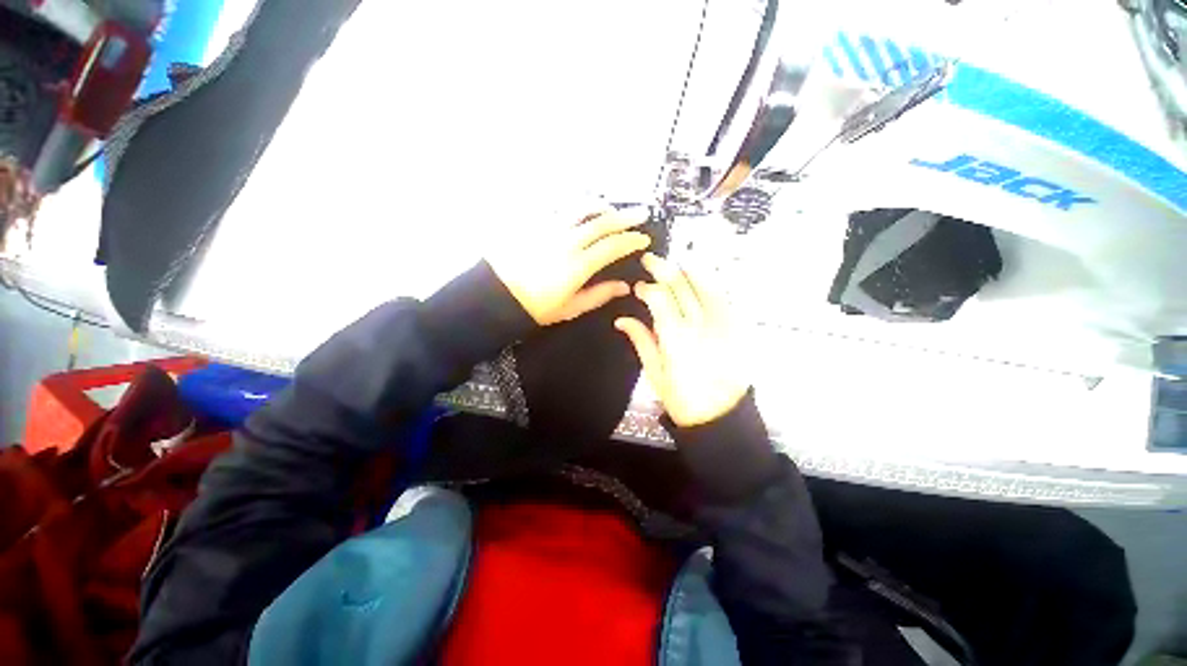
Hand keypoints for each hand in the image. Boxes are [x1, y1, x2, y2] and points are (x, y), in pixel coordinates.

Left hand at [489, 207, 650, 325]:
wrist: (497, 295)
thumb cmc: (536, 307)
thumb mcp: (571, 308)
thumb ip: (599, 295)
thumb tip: (624, 287)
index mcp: (578, 265)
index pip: (613, 246)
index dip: (631, 240)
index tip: (643, 238)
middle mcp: (567, 241)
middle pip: (602, 222)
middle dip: (625, 217)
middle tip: (640, 213)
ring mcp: (550, 228)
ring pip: (582, 208)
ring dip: (602, 206)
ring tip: (612, 208)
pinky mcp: (535, 222)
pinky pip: (560, 205)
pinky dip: (576, 203)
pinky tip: (581, 206)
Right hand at [615, 253, 748, 427]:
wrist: (722, 417)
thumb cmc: (683, 400)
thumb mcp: (655, 374)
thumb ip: (641, 341)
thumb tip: (622, 320)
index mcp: (675, 337)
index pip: (658, 297)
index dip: (646, 287)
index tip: (638, 287)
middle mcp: (699, 324)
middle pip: (680, 285)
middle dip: (664, 268)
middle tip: (652, 259)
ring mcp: (722, 323)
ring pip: (705, 284)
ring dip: (689, 269)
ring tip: (678, 260)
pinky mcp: (736, 327)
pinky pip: (724, 297)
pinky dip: (711, 283)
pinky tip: (703, 277)